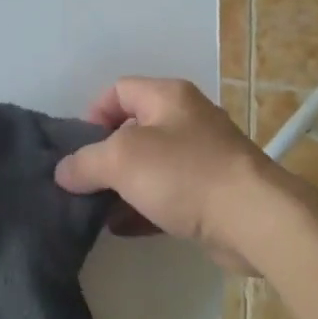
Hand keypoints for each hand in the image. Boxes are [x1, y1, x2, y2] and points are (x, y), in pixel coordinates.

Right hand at [53, 78, 285, 273]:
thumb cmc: (185, 174)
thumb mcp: (122, 159)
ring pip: (150, 167)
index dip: (93, 114)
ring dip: (121, 187)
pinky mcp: (211, 194)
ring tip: (95, 210)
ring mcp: (203, 158)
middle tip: (83, 182)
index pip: (119, 90)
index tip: (79, 149)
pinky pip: (167, 196)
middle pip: (133, 130)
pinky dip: (143, 208)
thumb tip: (64, 172)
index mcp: (168, 97)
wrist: (254, 219)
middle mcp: (187, 120)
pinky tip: (121, 228)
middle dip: (104, 156)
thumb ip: (85, 162)